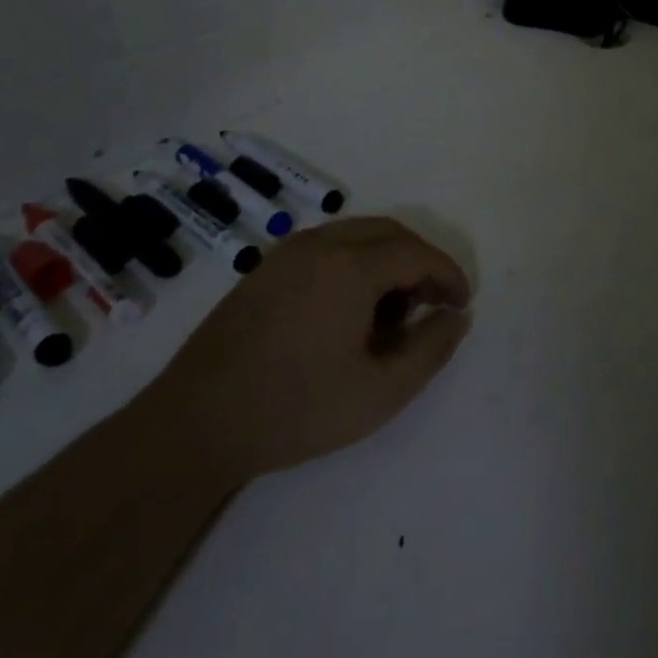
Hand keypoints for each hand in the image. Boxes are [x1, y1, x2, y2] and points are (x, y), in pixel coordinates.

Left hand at [152, 217, 472, 484]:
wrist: (194, 423)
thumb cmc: (296, 408)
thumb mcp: (380, 391)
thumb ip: (431, 349)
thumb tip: (457, 316)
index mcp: (350, 265)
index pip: (417, 253)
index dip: (448, 274)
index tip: (463, 304)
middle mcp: (320, 243)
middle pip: (389, 233)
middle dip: (421, 262)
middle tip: (435, 304)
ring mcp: (287, 252)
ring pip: (357, 235)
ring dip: (388, 261)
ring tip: (395, 311)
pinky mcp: (265, 268)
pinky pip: (327, 247)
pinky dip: (355, 263)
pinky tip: (350, 310)